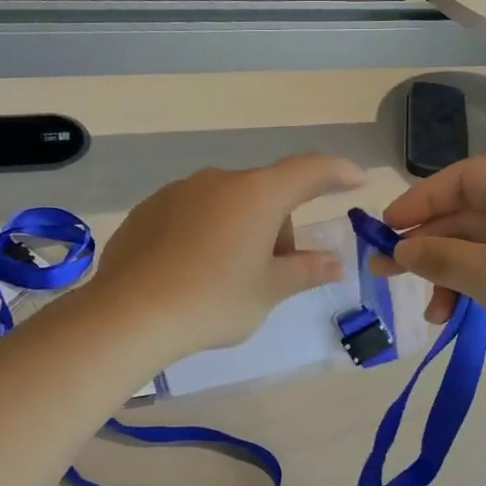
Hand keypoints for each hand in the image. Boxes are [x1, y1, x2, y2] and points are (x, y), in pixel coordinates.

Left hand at [90, 153, 366, 364]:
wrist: (129, 315)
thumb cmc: (213, 301)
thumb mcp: (269, 290)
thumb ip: (307, 270)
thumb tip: (335, 262)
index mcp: (256, 194)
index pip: (309, 170)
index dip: (337, 173)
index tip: (356, 180)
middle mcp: (218, 181)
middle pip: (266, 195)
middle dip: (279, 228)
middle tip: (274, 274)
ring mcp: (179, 192)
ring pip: (228, 205)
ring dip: (242, 230)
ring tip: (227, 278)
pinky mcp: (149, 210)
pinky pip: (193, 214)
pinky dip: (206, 234)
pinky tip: (192, 272)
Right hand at [376, 156, 485, 391]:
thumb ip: (441, 257)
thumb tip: (400, 249)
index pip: (464, 177)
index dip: (421, 199)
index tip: (386, 228)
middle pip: (470, 212)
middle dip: (429, 244)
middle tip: (386, 273)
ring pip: (482, 244)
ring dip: (449, 273)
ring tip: (430, 312)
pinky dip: (474, 284)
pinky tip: (454, 314)